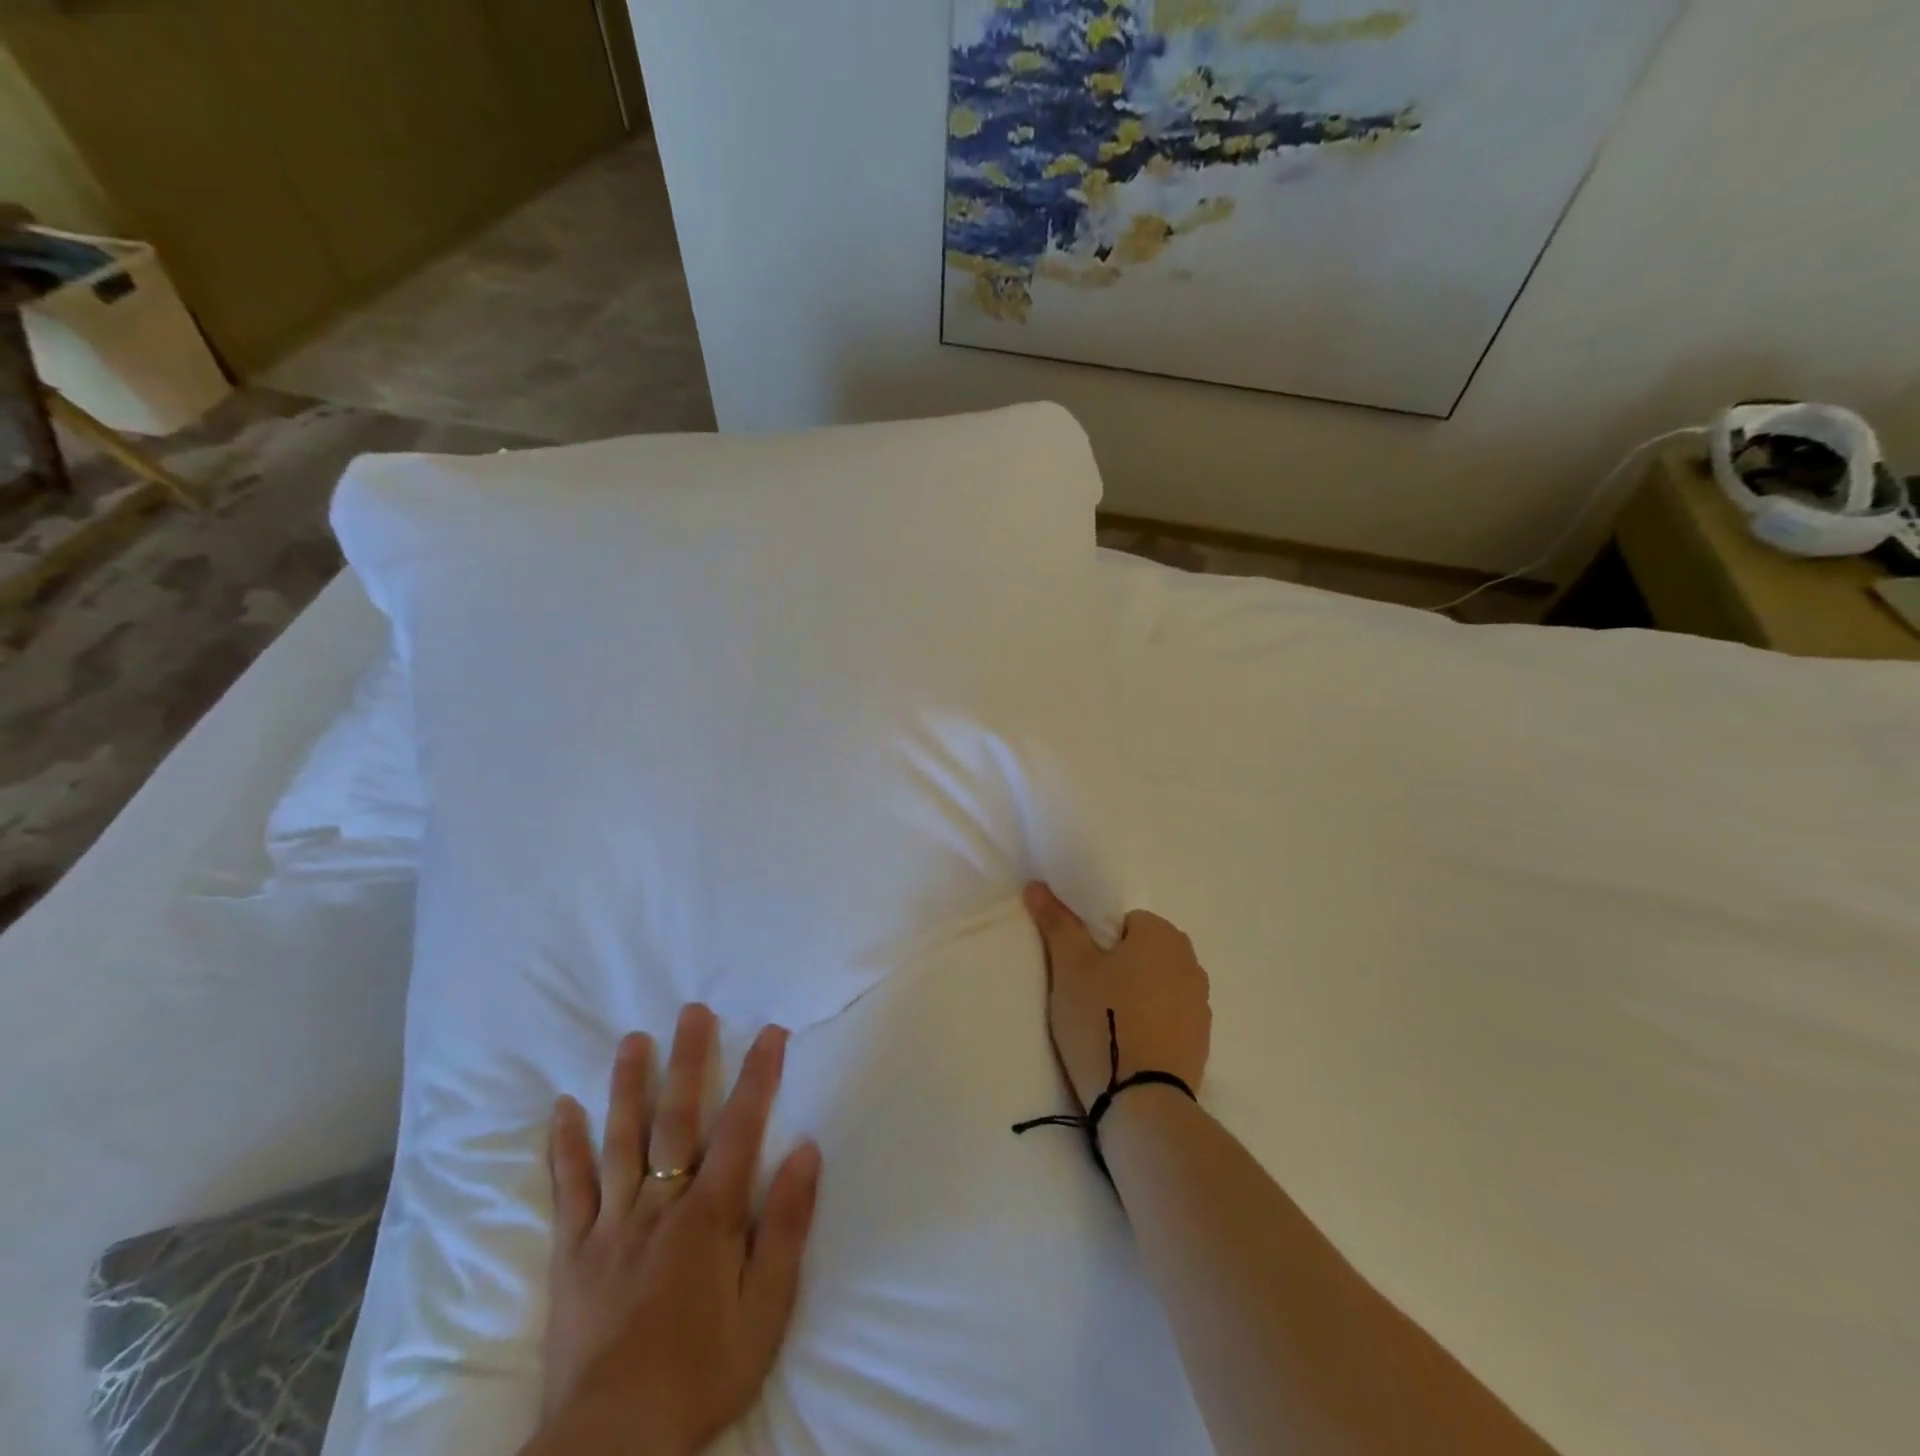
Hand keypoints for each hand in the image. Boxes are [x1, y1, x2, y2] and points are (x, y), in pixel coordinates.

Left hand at [536, 1004, 822, 1455]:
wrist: (611, 1446)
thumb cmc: (702, 1373)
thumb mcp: (767, 1310)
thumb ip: (787, 1226)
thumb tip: (805, 1150)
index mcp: (709, 1215)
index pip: (741, 1127)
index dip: (758, 1075)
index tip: (771, 1031)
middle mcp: (660, 1205)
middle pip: (676, 1119)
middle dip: (689, 1060)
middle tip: (692, 1011)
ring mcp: (611, 1225)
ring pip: (620, 1140)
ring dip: (628, 1085)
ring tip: (633, 1039)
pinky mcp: (573, 1253)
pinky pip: (570, 1189)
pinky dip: (566, 1146)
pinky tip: (563, 1108)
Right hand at [1022, 882, 1210, 1108]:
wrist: (1142, 1103)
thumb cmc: (1102, 1020)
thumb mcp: (1069, 967)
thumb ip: (1057, 922)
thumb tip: (1037, 884)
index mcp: (1162, 935)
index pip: (1124, 922)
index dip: (1098, 943)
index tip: (1081, 970)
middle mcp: (1190, 962)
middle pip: (1142, 951)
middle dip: (1118, 967)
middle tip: (1088, 995)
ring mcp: (1201, 1004)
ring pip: (1156, 984)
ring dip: (1136, 994)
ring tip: (1106, 1024)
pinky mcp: (1202, 1041)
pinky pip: (1169, 1016)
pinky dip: (1151, 1023)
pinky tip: (1129, 1045)